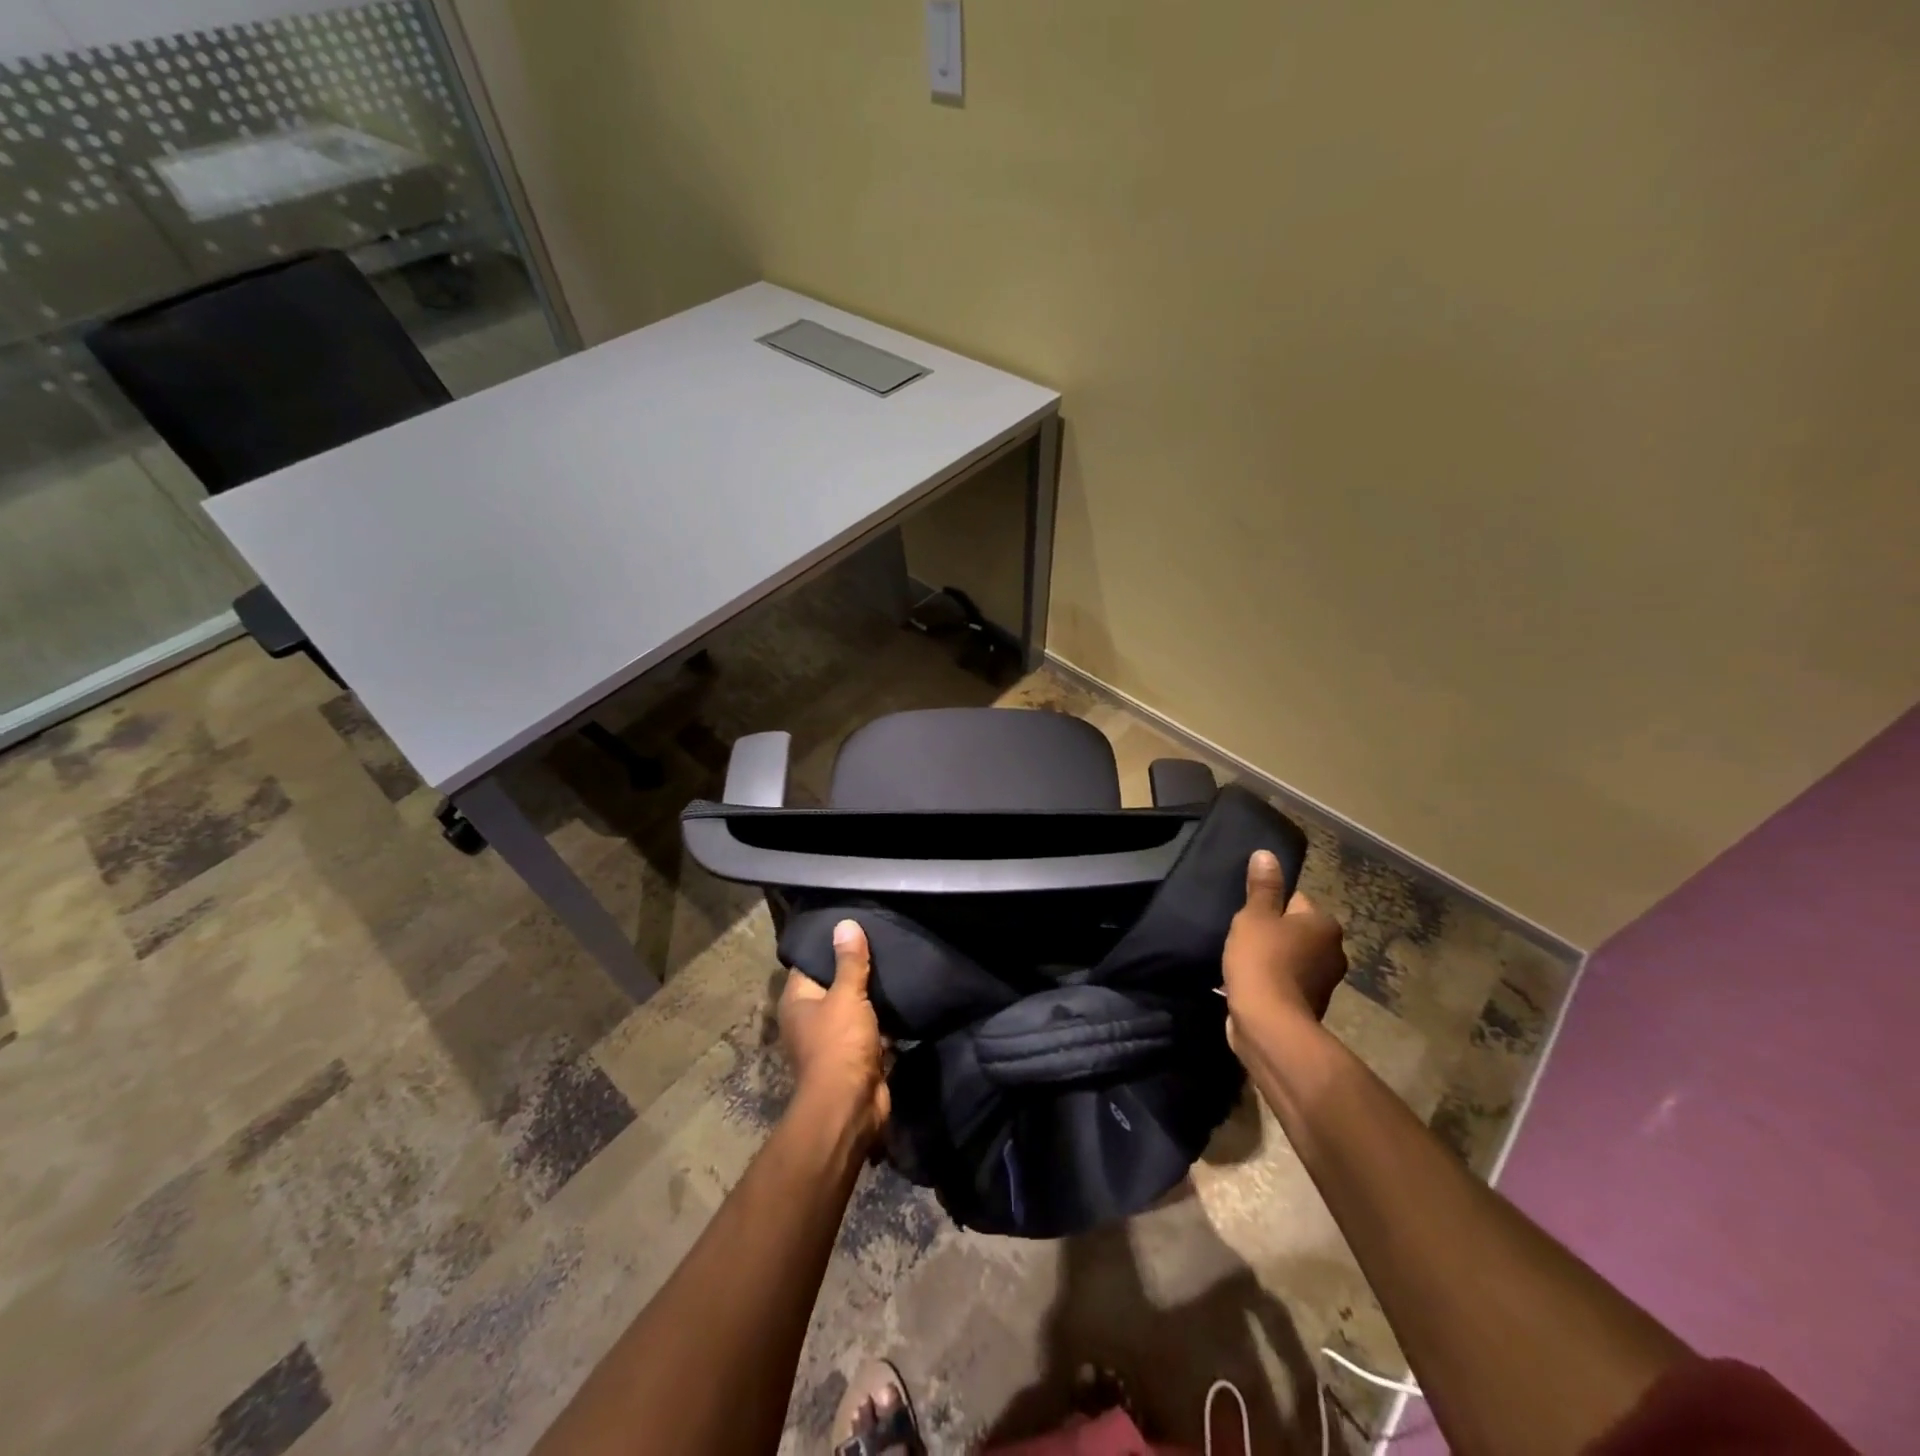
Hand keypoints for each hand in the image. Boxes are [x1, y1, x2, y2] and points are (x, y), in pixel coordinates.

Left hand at [778, 919, 889, 1143]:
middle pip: (833, 984)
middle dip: (854, 967)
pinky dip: (883, 1017)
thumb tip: (845, 923)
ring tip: (894, 960)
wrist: (852, 1106)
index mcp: (797, 1002)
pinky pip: (870, 1028)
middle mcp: (809, 1019)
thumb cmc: (840, 1044)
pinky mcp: (856, 1056)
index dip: (828, 944)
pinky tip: (902, 995)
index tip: (852, 923)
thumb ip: (850, 961)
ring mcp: (833, 1040)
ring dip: (871, 994)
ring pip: (853, 1007)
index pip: (809, 963)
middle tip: (879, 938)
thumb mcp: (847, 996)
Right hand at [1222, 850, 1347, 1050]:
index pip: (1296, 901)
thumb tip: (1267, 854)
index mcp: (1325, 925)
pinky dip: (1272, 982)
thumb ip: (1262, 887)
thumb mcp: (1255, 916)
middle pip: (1296, 931)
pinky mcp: (1309, 1007)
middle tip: (1244, 939)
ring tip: (1244, 964)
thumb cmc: (1262, 960)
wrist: (1268, 1023)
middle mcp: (1334, 952)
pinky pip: (1287, 983)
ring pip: (1292, 958)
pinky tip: (1251, 985)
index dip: (1269, 907)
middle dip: (1273, 934)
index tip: (1249, 919)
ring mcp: (1325, 983)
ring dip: (1273, 960)